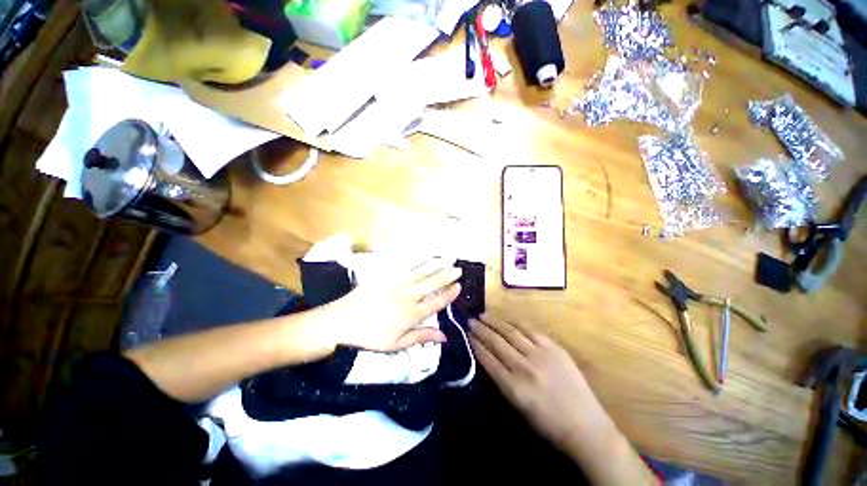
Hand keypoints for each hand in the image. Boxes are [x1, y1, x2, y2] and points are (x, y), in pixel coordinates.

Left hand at [327, 260, 461, 351]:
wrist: (342, 321)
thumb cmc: (370, 336)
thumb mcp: (397, 344)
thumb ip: (421, 337)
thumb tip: (444, 337)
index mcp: (412, 314)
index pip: (436, 302)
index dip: (449, 294)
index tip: (459, 286)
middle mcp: (408, 296)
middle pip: (432, 284)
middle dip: (447, 276)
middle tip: (458, 268)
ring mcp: (397, 284)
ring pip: (421, 273)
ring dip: (435, 266)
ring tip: (446, 259)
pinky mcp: (386, 277)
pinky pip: (405, 267)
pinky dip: (416, 261)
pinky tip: (422, 257)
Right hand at [470, 315, 657, 484]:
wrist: (586, 427)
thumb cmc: (548, 424)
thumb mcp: (518, 408)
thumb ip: (501, 382)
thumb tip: (488, 358)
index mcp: (513, 388)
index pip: (487, 359)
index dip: (475, 344)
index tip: (467, 334)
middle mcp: (524, 368)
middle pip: (496, 342)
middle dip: (481, 330)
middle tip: (470, 320)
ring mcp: (540, 355)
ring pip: (511, 332)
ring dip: (494, 322)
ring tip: (483, 315)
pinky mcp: (554, 348)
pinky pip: (530, 330)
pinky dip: (515, 323)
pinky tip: (507, 319)